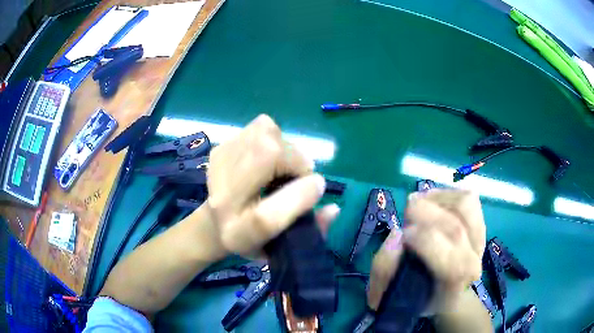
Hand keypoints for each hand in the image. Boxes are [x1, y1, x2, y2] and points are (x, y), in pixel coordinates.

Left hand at [204, 114, 339, 256]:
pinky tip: (266, 159)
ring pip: (266, 133)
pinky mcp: (221, 147)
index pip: (265, 217)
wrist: (215, 221)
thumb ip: (313, 230)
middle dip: (296, 161)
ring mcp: (219, 166)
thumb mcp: (284, 243)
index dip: (299, 198)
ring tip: (281, 167)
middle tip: (298, 176)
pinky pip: (260, 128)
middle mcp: (221, 199)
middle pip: (266, 156)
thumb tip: (335, 208)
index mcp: (237, 233)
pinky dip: (273, 139)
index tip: (318, 187)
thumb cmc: (253, 237)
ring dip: (286, 148)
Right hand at [367, 189, 485, 314]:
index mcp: (452, 289)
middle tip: (407, 219)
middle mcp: (473, 263)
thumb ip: (384, 270)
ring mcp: (481, 241)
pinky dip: (447, 193)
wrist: (448, 294)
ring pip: (465, 205)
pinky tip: (433, 202)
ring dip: (436, 199)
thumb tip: (396, 234)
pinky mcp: (481, 224)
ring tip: (420, 206)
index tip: (402, 235)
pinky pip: (467, 197)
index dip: (423, 240)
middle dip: (423, 215)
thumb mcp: (390, 298)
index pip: (450, 261)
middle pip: (454, 227)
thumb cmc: (416, 297)